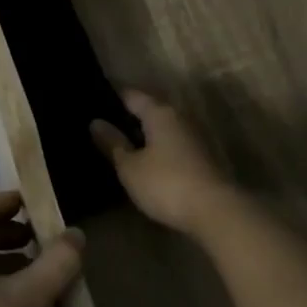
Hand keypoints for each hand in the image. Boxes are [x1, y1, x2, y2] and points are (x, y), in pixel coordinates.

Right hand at [90, 90, 238, 234]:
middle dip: (127, 117)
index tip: (92, 103)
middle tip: (101, 127)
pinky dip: (156, 148)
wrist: (214, 210)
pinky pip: (171, 143)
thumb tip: (96, 122)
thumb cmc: (166, 183)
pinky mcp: (200, 156)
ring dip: (142, 134)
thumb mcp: (130, 167)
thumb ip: (113, 143)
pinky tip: (143, 160)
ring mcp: (192, 136)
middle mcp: (178, 117)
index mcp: (159, 112)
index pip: (131, 95)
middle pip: (149, 109)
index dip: (111, 97)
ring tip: (118, 144)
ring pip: (161, 128)